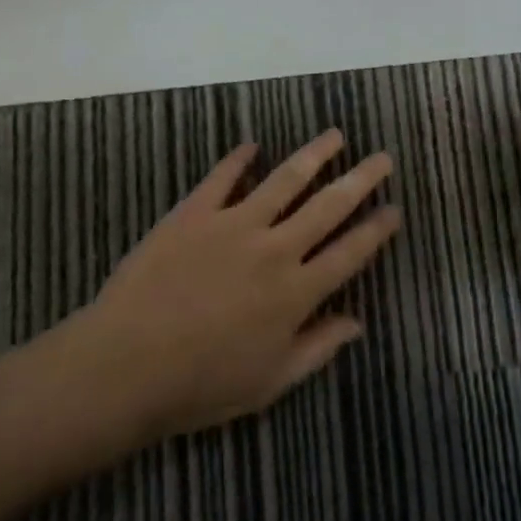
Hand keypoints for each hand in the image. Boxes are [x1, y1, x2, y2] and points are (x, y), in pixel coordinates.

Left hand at [57, 130, 400, 441]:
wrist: (125, 367)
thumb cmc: (200, 386)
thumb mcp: (269, 383)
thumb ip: (317, 348)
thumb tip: (357, 322)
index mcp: (295, 293)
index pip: (349, 253)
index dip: (376, 230)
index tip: (395, 208)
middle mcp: (274, 249)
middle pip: (328, 206)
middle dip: (361, 180)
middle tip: (383, 157)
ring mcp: (234, 225)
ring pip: (285, 180)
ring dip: (314, 155)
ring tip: (335, 135)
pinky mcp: (195, 212)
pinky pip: (223, 177)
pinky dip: (238, 159)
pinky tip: (251, 145)